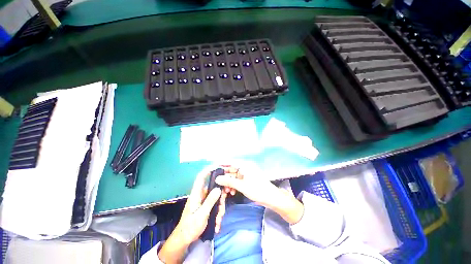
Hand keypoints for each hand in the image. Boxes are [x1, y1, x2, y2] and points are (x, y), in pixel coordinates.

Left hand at [158, 170, 222, 263]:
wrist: (184, 239)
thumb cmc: (190, 227)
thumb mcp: (201, 215)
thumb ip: (210, 201)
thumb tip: (218, 188)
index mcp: (196, 193)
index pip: (201, 177)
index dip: (209, 169)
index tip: (219, 166)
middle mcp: (201, 194)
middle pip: (214, 187)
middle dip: (220, 197)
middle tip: (222, 208)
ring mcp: (204, 200)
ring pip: (217, 197)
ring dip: (220, 208)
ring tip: (218, 221)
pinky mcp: (207, 205)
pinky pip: (216, 204)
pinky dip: (218, 212)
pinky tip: (217, 223)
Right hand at [216, 166, 303, 224]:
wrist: (272, 198)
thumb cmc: (258, 190)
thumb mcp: (242, 186)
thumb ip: (229, 181)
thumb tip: (217, 179)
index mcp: (245, 165)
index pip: (230, 161)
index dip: (221, 164)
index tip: (213, 168)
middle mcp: (245, 167)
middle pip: (232, 169)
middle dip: (225, 177)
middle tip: (218, 184)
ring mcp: (247, 173)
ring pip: (234, 176)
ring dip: (229, 183)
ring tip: (226, 191)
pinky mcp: (248, 179)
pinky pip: (238, 180)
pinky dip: (234, 185)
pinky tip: (232, 192)